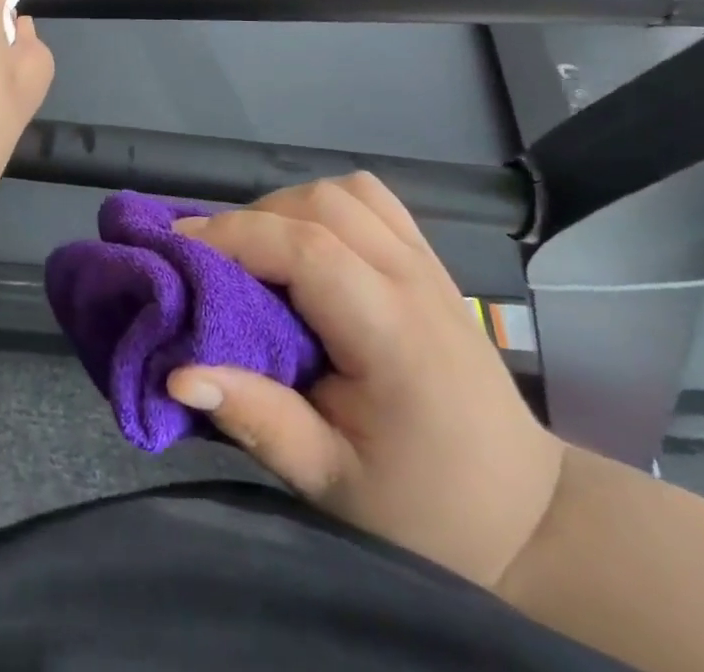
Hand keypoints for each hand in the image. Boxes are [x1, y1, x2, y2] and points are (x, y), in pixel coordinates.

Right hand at [166, 174, 565, 590]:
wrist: (525, 511)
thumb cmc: (424, 507)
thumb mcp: (332, 481)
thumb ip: (258, 419)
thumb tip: (178, 374)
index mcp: (394, 334)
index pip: (306, 249)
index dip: (234, 235)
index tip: (179, 247)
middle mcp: (414, 280)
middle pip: (320, 204)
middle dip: (251, 220)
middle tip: (210, 261)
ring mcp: (427, 263)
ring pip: (343, 191)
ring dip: (286, 207)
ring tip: (255, 252)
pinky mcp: (429, 259)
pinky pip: (370, 198)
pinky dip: (324, 203)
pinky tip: (306, 241)